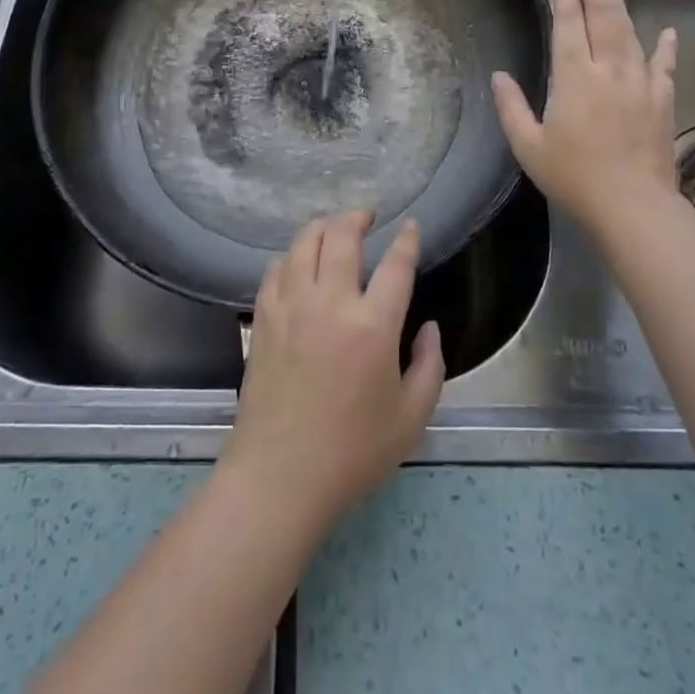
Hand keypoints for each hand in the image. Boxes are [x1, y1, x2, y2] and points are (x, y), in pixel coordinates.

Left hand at [221, 210, 444, 534]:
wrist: (279, 477)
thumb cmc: (352, 452)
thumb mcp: (411, 418)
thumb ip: (430, 366)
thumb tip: (429, 327)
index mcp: (373, 326)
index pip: (395, 265)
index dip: (406, 240)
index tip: (410, 227)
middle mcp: (331, 302)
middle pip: (342, 236)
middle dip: (357, 217)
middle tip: (367, 216)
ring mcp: (292, 306)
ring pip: (304, 243)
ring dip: (322, 226)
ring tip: (334, 228)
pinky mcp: (264, 318)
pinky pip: (276, 268)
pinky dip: (291, 256)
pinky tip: (298, 262)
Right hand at [492, 0, 683, 234]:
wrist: (634, 207)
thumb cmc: (574, 177)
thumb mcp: (529, 147)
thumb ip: (511, 107)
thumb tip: (498, 76)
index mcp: (573, 77)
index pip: (569, 20)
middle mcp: (608, 69)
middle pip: (602, 11)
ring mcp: (640, 81)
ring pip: (628, 29)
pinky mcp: (662, 99)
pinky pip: (664, 65)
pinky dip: (665, 47)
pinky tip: (667, 30)